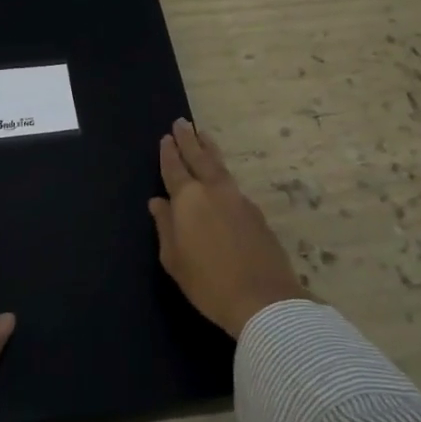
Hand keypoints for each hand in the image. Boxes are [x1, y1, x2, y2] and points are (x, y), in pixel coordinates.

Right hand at [149, 118, 302, 338]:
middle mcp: (214, 191)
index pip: (174, 169)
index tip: (165, 138)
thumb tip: (158, 202)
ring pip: (220, 166)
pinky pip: (233, 184)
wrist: (262, 299)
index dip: (168, 153)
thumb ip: (165, 226)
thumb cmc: (207, 282)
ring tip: (203, 135)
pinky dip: (223, 174)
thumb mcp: (174, 259)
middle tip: (182, 122)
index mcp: (188, 199)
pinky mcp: (256, 213)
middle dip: (189, 140)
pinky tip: (221, 178)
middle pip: (199, 158)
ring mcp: (239, 199)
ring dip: (209, 149)